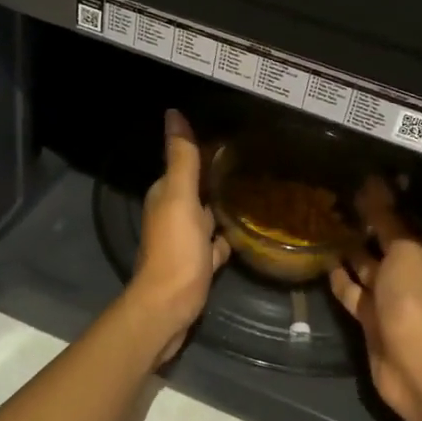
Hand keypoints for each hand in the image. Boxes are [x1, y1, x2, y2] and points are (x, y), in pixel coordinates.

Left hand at [129, 109, 230, 362]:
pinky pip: (216, 244)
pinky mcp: (198, 264)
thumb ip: (181, 158)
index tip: (233, 138)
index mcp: (166, 195)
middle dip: (217, 177)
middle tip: (252, 162)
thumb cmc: (176, 250)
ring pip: (207, 216)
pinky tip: (247, 231)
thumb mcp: (180, 198)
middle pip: (197, 189)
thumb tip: (173, 113)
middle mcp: (172, 214)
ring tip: (255, 191)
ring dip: (223, 206)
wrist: (169, 307)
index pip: (184, 164)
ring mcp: (185, 241)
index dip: (204, 151)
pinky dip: (227, 236)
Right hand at [329, 179, 421, 420]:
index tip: (358, 181)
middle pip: (386, 240)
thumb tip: (376, 182)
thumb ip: (387, 217)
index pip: (406, 218)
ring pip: (367, 264)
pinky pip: (353, 290)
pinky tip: (323, 259)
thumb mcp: (403, 249)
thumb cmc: (413, 298)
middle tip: (334, 199)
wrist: (413, 363)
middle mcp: (411, 270)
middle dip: (364, 223)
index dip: (385, 201)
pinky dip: (340, 277)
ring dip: (349, 248)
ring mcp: (391, 295)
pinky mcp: (372, 316)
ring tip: (323, 224)